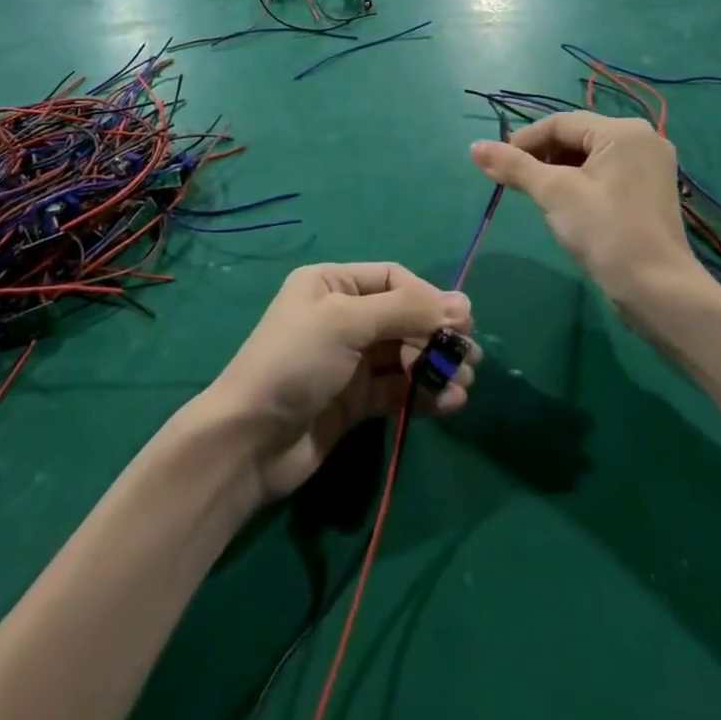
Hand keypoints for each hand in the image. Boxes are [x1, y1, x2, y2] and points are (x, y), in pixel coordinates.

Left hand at [202, 263, 476, 502]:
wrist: (250, 440)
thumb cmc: (295, 362)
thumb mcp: (347, 322)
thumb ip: (405, 311)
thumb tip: (463, 304)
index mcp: (332, 283)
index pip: (393, 279)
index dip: (428, 297)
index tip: (461, 322)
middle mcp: (342, 316)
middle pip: (403, 317)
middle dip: (436, 336)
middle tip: (470, 360)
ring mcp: (349, 360)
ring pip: (405, 355)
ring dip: (435, 366)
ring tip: (463, 384)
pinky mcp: (356, 400)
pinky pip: (398, 389)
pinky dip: (424, 393)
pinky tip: (449, 403)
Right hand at [471, 114, 712, 333]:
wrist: (657, 290)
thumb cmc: (604, 231)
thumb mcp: (553, 193)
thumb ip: (513, 165)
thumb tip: (474, 147)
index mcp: (622, 131)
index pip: (559, 123)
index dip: (524, 140)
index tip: (496, 163)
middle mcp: (642, 139)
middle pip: (576, 136)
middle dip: (540, 156)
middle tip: (513, 180)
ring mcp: (649, 165)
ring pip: (588, 156)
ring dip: (557, 169)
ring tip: (534, 193)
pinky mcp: (649, 190)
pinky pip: (604, 172)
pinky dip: (578, 181)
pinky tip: (562, 203)